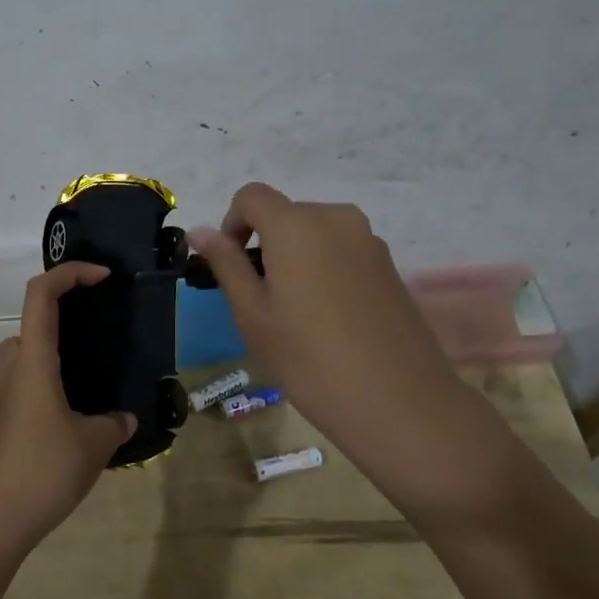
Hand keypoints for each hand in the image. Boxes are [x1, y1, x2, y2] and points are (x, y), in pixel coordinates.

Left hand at [0, 263, 136, 550]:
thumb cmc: (44, 469)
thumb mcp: (95, 444)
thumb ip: (115, 423)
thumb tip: (124, 418)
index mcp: (34, 360)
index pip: (41, 294)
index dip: (70, 273)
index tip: (103, 278)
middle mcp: (14, 370)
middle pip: (30, 321)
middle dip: (63, 314)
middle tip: (99, 329)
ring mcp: (3, 397)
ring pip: (27, 355)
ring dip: (55, 352)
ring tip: (93, 372)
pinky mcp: (2, 422)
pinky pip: (27, 384)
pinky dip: (50, 382)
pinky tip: (77, 413)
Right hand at [190, 184, 513, 523]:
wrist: (399, 402)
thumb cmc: (309, 359)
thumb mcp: (253, 314)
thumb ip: (226, 264)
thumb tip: (200, 231)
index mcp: (296, 224)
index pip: (252, 196)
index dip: (232, 223)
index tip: (232, 267)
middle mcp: (335, 218)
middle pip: (286, 214)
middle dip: (265, 244)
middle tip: (261, 301)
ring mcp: (369, 240)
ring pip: (316, 234)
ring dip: (296, 258)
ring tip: (298, 314)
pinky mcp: (390, 265)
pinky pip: (343, 252)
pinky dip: (325, 270)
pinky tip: (331, 320)